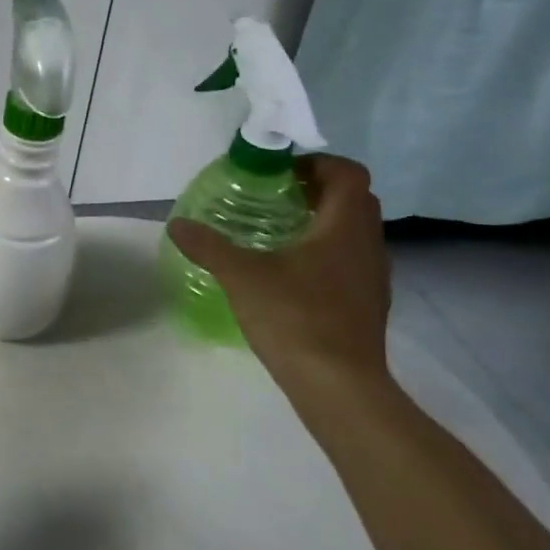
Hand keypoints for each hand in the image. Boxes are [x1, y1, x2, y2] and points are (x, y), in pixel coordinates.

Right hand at [167, 154, 390, 389]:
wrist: (339, 386)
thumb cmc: (295, 317)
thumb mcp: (241, 276)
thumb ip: (208, 246)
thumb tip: (177, 224)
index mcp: (344, 227)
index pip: (347, 173)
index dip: (315, 163)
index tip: (279, 173)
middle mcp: (367, 245)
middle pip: (353, 199)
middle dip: (316, 190)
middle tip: (273, 197)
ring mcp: (372, 277)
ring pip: (354, 232)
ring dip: (322, 222)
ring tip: (276, 233)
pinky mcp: (368, 304)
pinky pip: (350, 261)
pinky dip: (325, 253)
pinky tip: (290, 274)